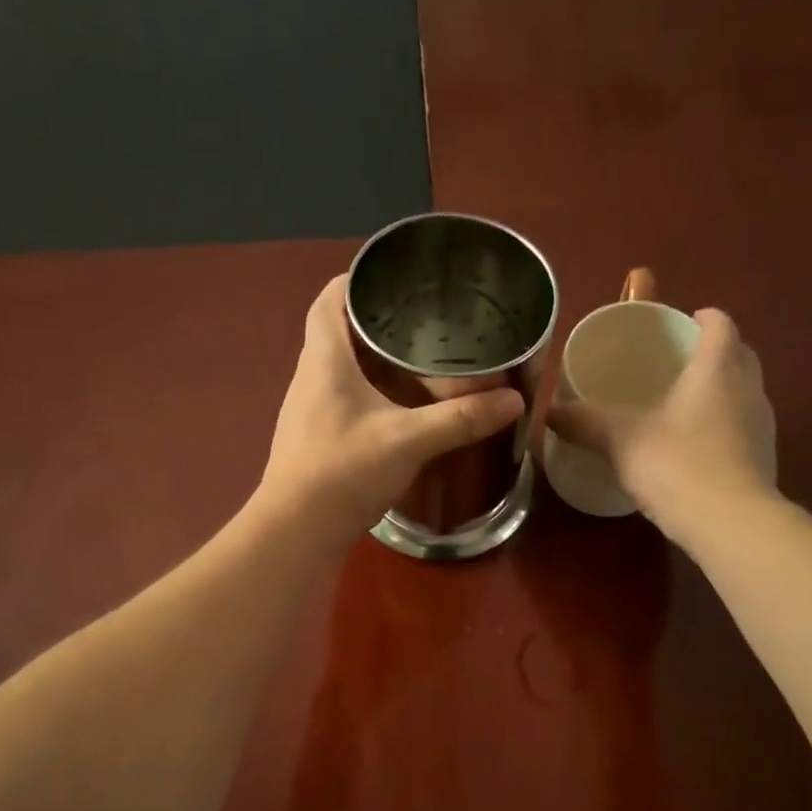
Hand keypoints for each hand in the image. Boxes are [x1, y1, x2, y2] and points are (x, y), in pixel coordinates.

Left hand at [255, 275, 524, 551]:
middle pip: (336, 332)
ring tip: (417, 360)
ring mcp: (307, 412)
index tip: (393, 278)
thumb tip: (514, 400)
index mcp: (324, 360)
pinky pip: (342, 402)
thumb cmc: (343, 472)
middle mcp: (309, 378)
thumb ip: (460, 420)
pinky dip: (368, 395)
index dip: (356, 281)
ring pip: (339, 370)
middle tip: (422, 321)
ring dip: (371, 361)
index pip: (328, 300)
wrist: (296, 532)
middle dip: (375, 321)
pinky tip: (398, 411)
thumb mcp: (408, 441)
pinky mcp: (314, 442)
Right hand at [546, 308, 776, 544]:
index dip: (702, 318)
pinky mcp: (763, 458)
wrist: (730, 522)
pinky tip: (695, 448)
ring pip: (743, 391)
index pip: (720, 324)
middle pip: (737, 354)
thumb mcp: (620, 440)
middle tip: (677, 364)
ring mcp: (761, 424)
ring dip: (721, 390)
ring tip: (683, 406)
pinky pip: (742, 427)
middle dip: (712, 352)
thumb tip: (548, 412)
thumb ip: (585, 422)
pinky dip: (723, 426)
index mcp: (717, 367)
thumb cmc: (676, 465)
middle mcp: (748, 387)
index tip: (681, 324)